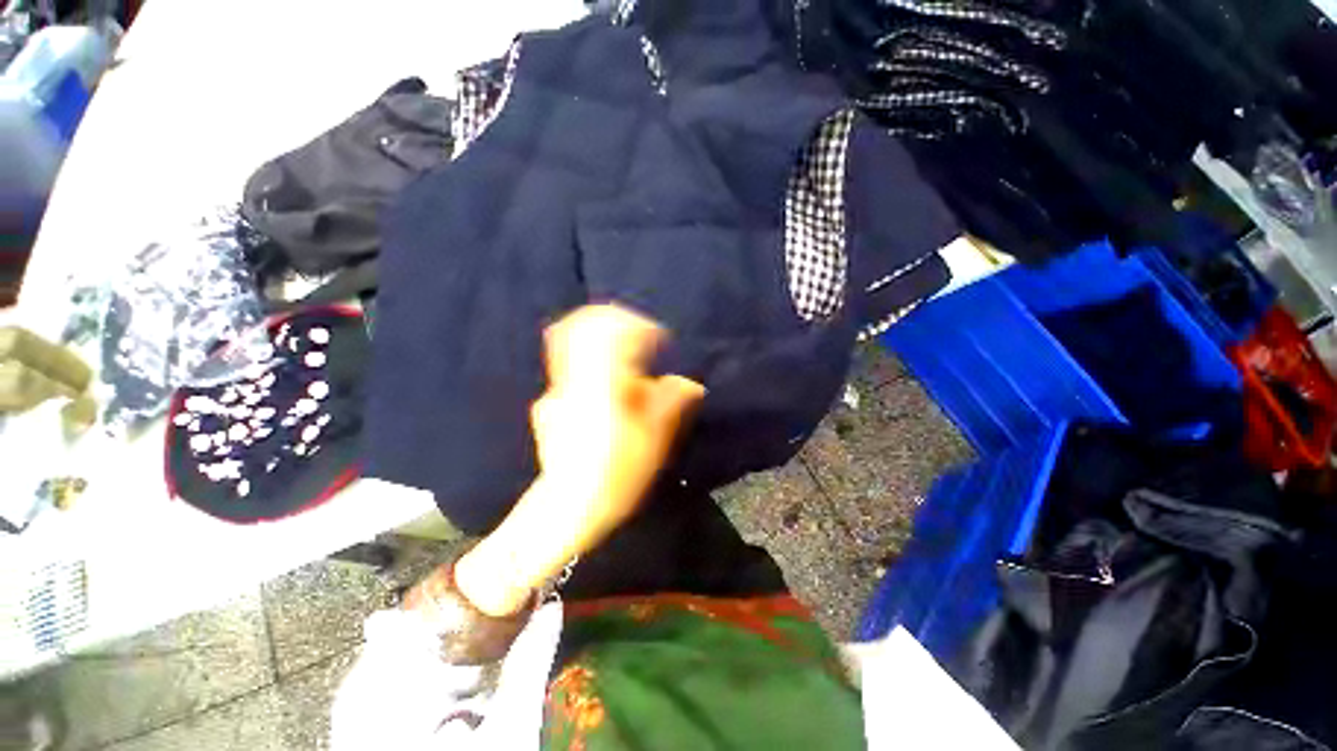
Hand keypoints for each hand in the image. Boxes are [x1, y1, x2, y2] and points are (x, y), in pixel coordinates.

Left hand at [531, 304, 705, 528]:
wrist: (569, 507)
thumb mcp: (655, 439)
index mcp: (603, 381)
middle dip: (613, 323)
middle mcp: (575, 378)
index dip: (640, 326)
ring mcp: (556, 390)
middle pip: (583, 326)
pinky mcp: (548, 405)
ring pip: (570, 343)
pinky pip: (568, 368)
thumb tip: (691, 384)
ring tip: (621, 357)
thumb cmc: (617, 473)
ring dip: (598, 341)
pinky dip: (588, 363)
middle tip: (637, 337)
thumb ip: (673, 402)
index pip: (613, 330)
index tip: (658, 340)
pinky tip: (603, 388)